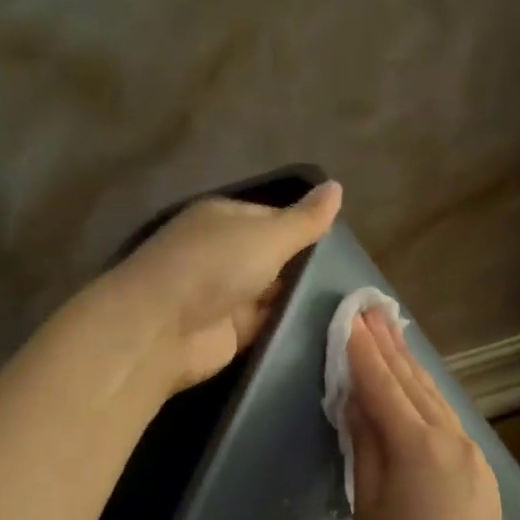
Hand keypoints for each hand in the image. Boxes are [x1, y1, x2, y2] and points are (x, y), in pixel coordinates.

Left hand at [106, 181, 341, 392]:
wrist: (162, 329)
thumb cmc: (213, 266)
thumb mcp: (267, 235)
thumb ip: (304, 220)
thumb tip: (337, 186)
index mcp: (225, 219)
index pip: (275, 218)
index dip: (306, 228)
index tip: (345, 244)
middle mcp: (223, 254)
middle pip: (275, 258)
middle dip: (307, 267)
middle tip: (357, 277)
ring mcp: (226, 296)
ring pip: (274, 294)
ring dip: (301, 299)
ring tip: (354, 304)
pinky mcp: (230, 333)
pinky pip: (268, 325)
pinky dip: (290, 325)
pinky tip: (329, 328)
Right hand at [346, 307, 511, 519]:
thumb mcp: (367, 504)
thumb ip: (364, 447)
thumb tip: (355, 404)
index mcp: (415, 445)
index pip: (381, 387)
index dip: (363, 352)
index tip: (350, 319)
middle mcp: (448, 437)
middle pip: (413, 383)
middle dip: (390, 346)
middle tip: (373, 310)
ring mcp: (470, 452)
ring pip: (436, 399)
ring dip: (412, 366)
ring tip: (394, 336)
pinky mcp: (480, 469)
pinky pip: (450, 420)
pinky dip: (429, 397)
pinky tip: (421, 389)